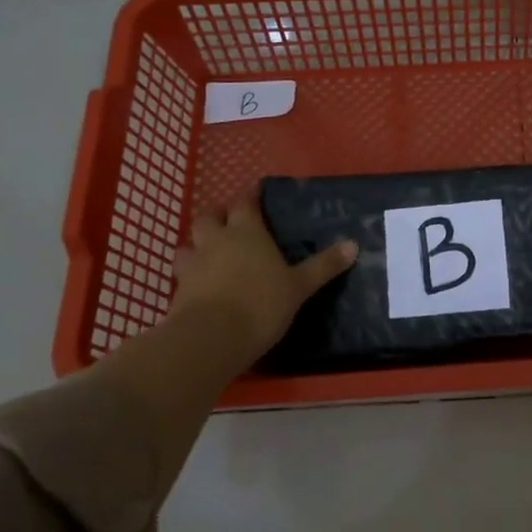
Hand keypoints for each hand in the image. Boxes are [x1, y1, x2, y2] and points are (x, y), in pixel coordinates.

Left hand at [169, 203, 356, 369]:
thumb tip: (353, 244)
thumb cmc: (260, 304)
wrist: (210, 339)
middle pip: (209, 217)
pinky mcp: (177, 292)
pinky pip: (182, 275)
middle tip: (230, 221)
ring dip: (197, 245)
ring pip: (188, 244)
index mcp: (247, 232)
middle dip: (218, 215)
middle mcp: (216, 241)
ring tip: (209, 253)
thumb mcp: (299, 286)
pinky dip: (190, 275)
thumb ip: (323, 265)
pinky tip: (200, 285)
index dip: (250, 196)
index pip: (245, 203)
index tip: (256, 192)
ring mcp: (193, 266)